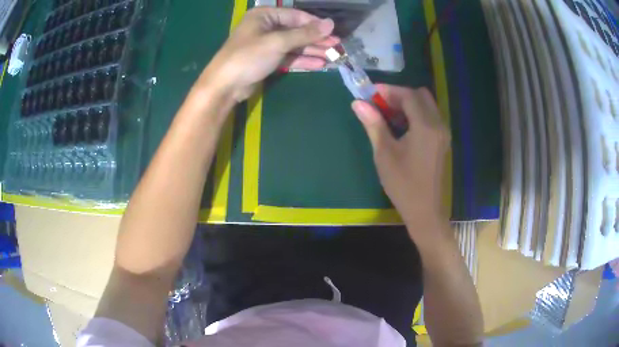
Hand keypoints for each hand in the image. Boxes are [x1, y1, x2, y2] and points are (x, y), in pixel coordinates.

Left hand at [199, 7, 338, 101]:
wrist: (225, 85)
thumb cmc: (248, 57)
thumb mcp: (278, 42)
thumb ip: (305, 33)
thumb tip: (331, 23)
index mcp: (265, 15)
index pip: (296, 16)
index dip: (316, 24)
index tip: (334, 32)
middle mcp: (266, 27)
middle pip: (297, 31)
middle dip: (317, 39)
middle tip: (338, 46)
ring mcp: (267, 44)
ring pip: (294, 45)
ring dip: (312, 51)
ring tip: (333, 56)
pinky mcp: (268, 59)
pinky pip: (289, 57)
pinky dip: (303, 60)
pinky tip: (319, 64)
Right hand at [351, 85, 450, 225]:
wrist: (425, 211)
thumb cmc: (403, 184)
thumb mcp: (384, 154)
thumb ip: (373, 124)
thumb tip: (357, 103)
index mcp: (426, 127)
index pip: (409, 95)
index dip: (389, 90)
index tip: (370, 93)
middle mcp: (439, 125)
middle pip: (421, 95)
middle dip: (399, 95)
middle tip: (379, 104)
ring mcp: (443, 133)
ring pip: (427, 105)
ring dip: (408, 104)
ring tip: (387, 114)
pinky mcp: (442, 141)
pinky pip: (430, 117)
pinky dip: (415, 114)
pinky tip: (401, 126)